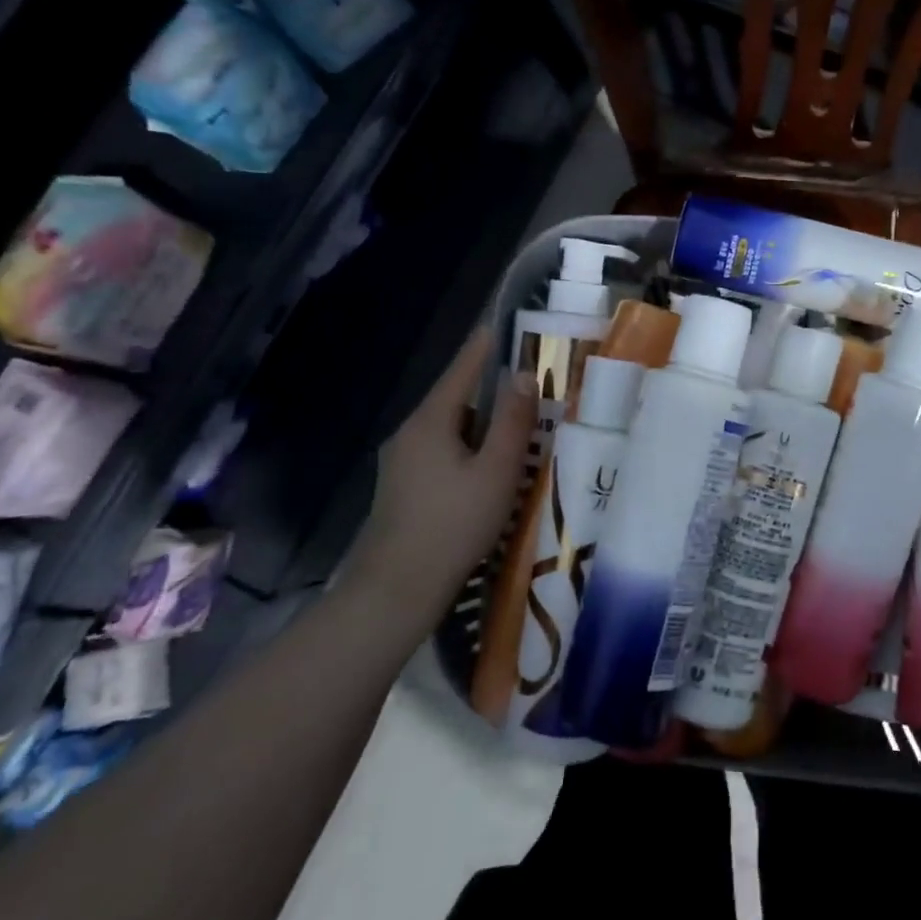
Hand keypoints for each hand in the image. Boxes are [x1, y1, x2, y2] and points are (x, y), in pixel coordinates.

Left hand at [341, 326, 536, 641]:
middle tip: (526, 391)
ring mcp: (400, 464)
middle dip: (488, 393)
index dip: (482, 349)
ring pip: (448, 431)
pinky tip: (487, 474)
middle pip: (454, 402)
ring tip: (515, 435)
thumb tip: (523, 376)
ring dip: (480, 428)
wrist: (394, 592)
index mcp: (430, 422)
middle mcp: (409, 435)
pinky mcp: (401, 490)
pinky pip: (441, 455)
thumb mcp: (496, 471)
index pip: (460, 371)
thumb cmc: (453, 524)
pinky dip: (467, 451)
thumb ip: (513, 422)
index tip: (498, 327)